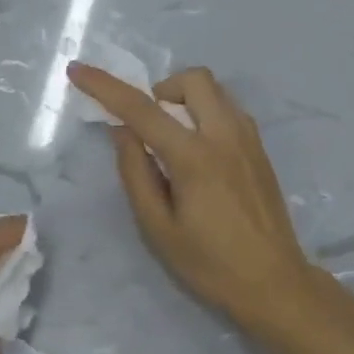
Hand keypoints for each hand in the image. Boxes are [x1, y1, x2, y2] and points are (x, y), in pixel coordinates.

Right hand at [69, 63, 312, 328]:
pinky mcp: (260, 149)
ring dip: (185, 99)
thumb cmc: (210, 264)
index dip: (105, 86)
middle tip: (148, 125)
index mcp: (194, 157)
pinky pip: (229, 109)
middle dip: (161, 89)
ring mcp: (249, 139)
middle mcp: (225, 135)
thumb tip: (122, 131)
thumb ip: (136, 173)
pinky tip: (199, 151)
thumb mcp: (158, 228)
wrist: (275, 284)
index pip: (141, 109)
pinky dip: (206, 112)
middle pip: (192, 79)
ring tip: (173, 140)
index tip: (78, 69)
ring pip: (215, 90)